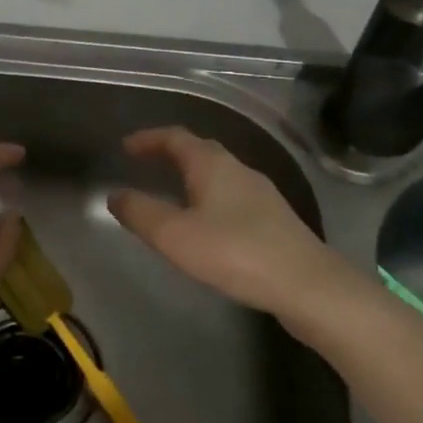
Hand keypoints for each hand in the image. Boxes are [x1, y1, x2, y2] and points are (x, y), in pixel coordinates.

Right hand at [108, 126, 345, 319]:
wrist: (307, 285)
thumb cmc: (234, 252)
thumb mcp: (174, 235)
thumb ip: (140, 213)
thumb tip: (115, 195)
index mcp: (212, 164)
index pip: (175, 137)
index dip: (148, 139)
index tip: (126, 146)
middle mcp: (238, 169)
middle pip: (199, 150)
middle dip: (169, 153)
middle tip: (145, 164)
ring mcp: (261, 194)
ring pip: (218, 173)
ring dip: (191, 175)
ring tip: (170, 193)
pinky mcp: (274, 219)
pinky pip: (231, 195)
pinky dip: (209, 197)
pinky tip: (206, 224)